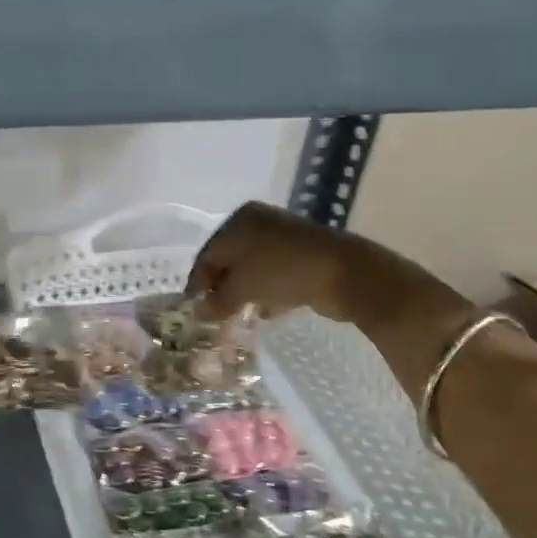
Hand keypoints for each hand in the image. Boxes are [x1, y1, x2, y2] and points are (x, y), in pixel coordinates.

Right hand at [186, 202, 358, 320]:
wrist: (343, 272)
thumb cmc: (281, 272)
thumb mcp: (242, 289)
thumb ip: (217, 301)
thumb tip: (199, 312)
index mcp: (237, 221)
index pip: (207, 254)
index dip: (197, 284)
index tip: (193, 310)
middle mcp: (258, 223)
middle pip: (229, 260)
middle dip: (222, 289)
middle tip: (216, 315)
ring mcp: (282, 237)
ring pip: (253, 268)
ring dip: (245, 293)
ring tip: (240, 317)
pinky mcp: (303, 254)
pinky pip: (274, 274)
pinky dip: (267, 291)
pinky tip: (267, 312)